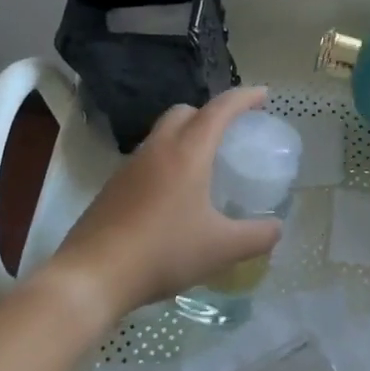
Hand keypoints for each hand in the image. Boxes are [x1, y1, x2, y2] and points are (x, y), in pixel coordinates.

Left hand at [42, 85, 283, 320]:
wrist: (92, 275)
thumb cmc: (163, 253)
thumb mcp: (222, 249)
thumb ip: (257, 237)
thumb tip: (277, 228)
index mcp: (187, 153)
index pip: (219, 110)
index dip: (243, 98)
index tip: (263, 94)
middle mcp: (156, 150)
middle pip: (184, 112)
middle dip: (210, 113)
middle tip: (231, 133)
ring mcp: (129, 167)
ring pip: (161, 135)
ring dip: (185, 137)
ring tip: (204, 166)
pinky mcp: (112, 188)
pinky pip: (146, 160)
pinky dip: (166, 162)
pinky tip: (173, 197)